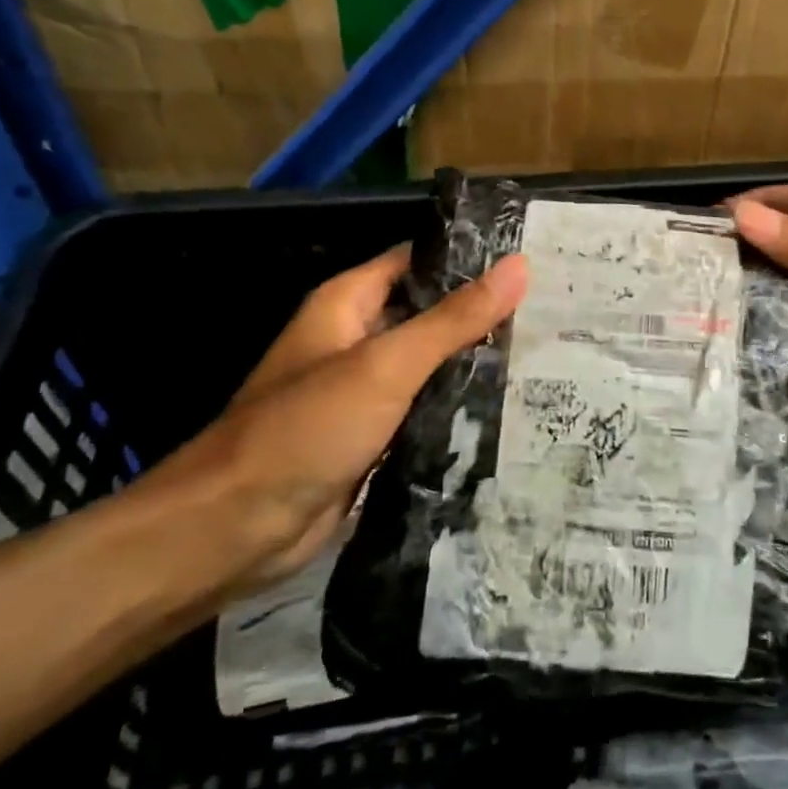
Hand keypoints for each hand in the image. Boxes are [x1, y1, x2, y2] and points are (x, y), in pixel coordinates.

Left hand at [135, 249, 528, 593]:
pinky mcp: (374, 436)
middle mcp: (357, 338)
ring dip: (476, 364)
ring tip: (545, 355)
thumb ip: (454, 318)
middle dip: (483, 315)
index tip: (532, 263)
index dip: (471, 259)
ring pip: (431, 365)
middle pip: (429, 314)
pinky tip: (510, 408)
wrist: (235, 529)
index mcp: (349, 303)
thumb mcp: (387, 364)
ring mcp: (365, 390)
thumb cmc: (306, 428)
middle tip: (553, 313)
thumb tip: (519, 266)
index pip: (419, 261)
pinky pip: (424, 410)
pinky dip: (459, 408)